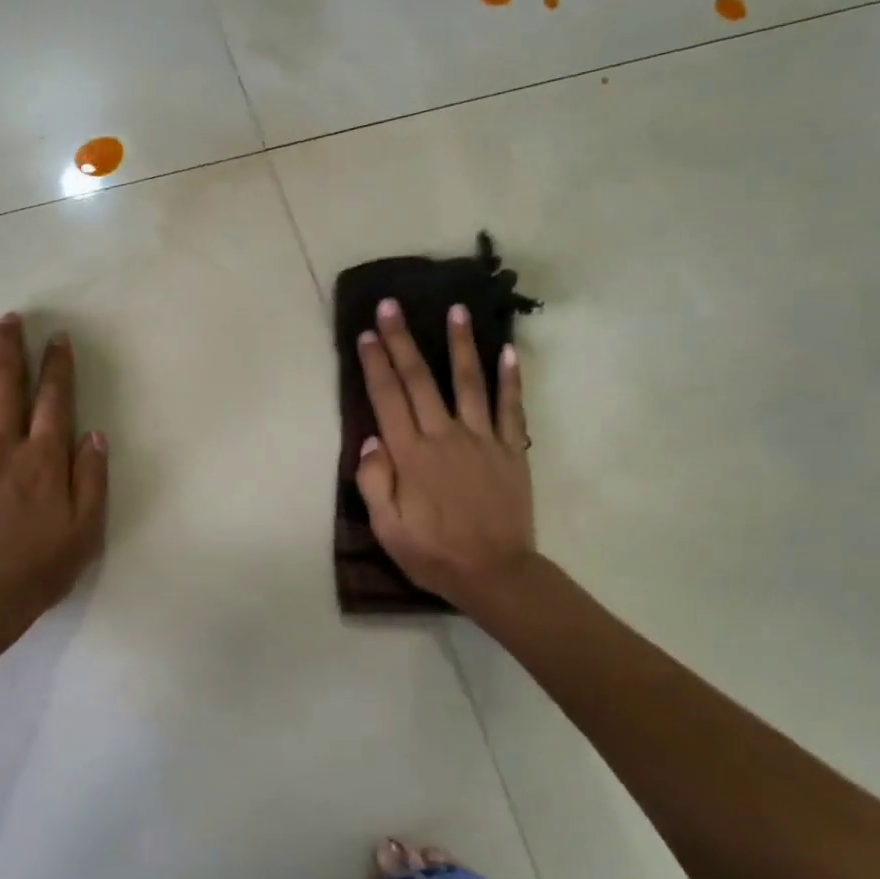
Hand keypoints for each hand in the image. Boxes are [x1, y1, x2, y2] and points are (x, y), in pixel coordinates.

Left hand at [0, 314, 107, 642]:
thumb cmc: (41, 568)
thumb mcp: (86, 530)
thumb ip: (93, 479)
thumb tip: (95, 435)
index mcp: (44, 460)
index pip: (54, 400)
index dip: (58, 366)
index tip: (58, 340)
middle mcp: (3, 448)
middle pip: (6, 386)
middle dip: (10, 348)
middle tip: (10, 319)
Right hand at [354, 298, 536, 611]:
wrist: (495, 573)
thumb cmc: (434, 554)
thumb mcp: (388, 529)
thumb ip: (375, 482)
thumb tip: (371, 440)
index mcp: (411, 456)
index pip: (388, 399)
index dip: (375, 364)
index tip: (367, 333)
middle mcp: (444, 437)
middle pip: (420, 380)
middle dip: (403, 341)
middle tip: (392, 305)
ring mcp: (482, 440)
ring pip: (468, 382)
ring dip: (460, 344)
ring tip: (456, 309)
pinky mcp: (511, 450)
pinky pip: (512, 408)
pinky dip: (510, 378)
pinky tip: (508, 351)